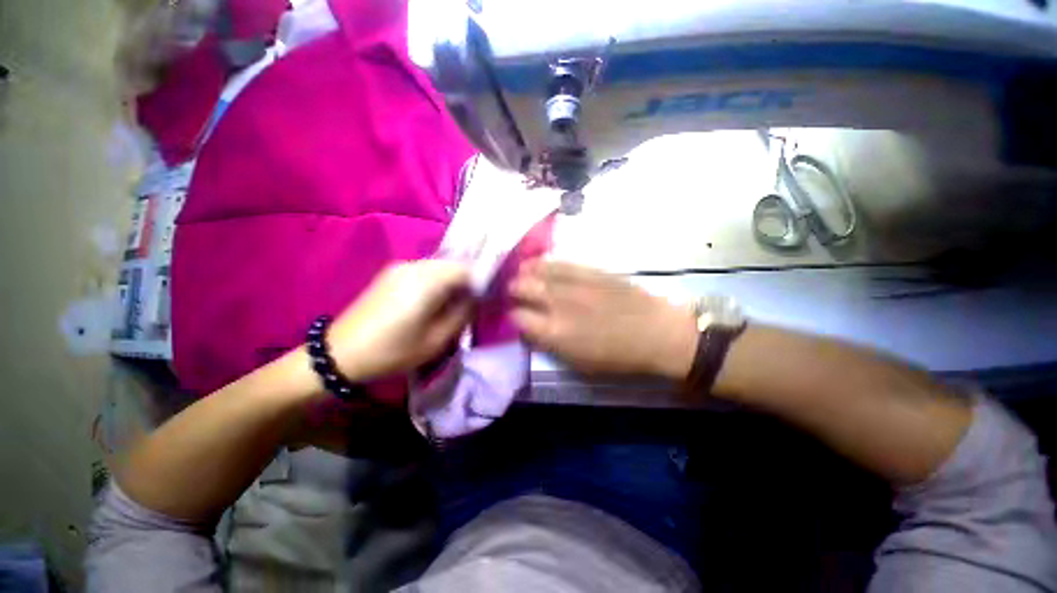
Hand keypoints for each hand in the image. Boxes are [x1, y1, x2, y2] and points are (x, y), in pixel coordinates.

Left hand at [328, 261, 472, 380]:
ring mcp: (399, 267)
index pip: (466, 268)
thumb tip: (476, 298)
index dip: (480, 280)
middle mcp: (414, 266)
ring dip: (450, 281)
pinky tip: (431, 300)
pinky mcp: (390, 273)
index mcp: (427, 281)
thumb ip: (462, 314)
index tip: (484, 298)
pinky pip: (423, 270)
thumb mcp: (437, 340)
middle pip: (452, 264)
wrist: (340, 353)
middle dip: (466, 280)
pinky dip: (435, 281)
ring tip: (451, 303)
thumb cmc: (393, 350)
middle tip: (469, 302)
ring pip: (438, 266)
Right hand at [509, 261, 697, 379]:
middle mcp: (558, 303)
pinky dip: (544, 263)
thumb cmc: (618, 356)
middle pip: (521, 288)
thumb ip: (549, 345)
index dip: (512, 317)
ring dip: (524, 272)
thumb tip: (529, 331)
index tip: (515, 317)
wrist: (656, 332)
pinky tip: (539, 264)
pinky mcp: (588, 269)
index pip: (518, 317)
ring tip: (520, 274)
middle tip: (514, 293)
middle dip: (513, 290)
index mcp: (554, 332)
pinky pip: (559, 262)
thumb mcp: (578, 363)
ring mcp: (573, 282)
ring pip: (537, 270)